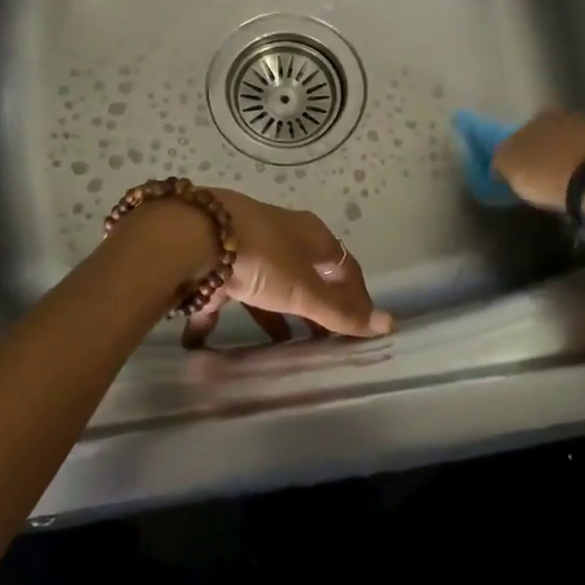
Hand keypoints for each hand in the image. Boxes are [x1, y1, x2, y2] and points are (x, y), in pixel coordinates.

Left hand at [185, 190, 391, 348]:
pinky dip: (216, 315)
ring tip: (277, 348)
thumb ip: (341, 312)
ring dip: (271, 315)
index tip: (359, 328)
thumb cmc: (264, 259)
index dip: (354, 296)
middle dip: (313, 308)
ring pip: (265, 285)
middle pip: (305, 276)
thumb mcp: (305, 290)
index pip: (344, 266)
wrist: (194, 235)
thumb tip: (390, 325)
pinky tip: (204, 342)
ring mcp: (245, 247)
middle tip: (320, 343)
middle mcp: (281, 236)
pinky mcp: (212, 260)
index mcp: (311, 235)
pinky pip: (220, 291)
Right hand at [491, 110, 584, 211]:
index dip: (519, 155)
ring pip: (576, 141)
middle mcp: (562, 115)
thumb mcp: (513, 171)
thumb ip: (502, 162)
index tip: (521, 174)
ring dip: (573, 156)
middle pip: (549, 135)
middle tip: (548, 178)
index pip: (519, 136)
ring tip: (575, 181)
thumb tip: (500, 162)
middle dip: (547, 152)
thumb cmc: (550, 174)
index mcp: (533, 120)